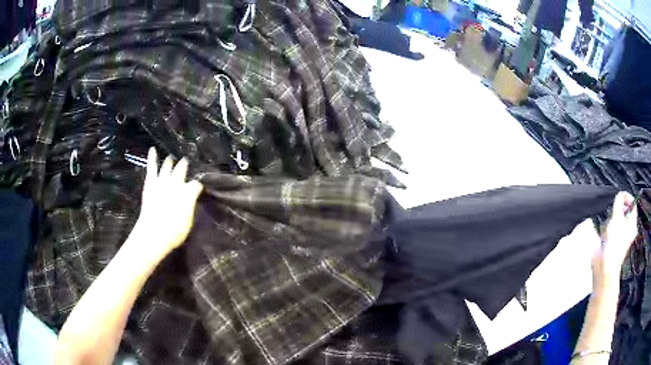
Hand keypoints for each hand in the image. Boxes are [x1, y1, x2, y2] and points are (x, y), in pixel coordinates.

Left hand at [132, 148, 203, 261]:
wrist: (154, 233)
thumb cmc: (174, 231)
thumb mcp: (189, 220)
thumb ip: (191, 204)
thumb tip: (194, 195)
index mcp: (188, 192)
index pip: (196, 184)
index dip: (198, 185)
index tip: (199, 186)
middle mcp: (176, 183)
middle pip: (182, 169)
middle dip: (184, 165)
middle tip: (186, 162)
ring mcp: (162, 181)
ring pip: (168, 166)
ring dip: (170, 161)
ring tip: (172, 158)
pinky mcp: (151, 182)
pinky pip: (152, 167)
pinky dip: (152, 158)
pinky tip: (152, 149)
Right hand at [592, 192, 637, 284]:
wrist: (604, 268)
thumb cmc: (614, 244)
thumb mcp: (617, 219)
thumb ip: (619, 204)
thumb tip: (619, 195)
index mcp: (632, 225)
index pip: (632, 204)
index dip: (627, 197)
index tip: (619, 196)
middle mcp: (627, 229)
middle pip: (622, 211)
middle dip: (615, 212)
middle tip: (613, 216)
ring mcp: (618, 236)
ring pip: (614, 219)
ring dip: (609, 222)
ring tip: (607, 232)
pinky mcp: (610, 241)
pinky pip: (608, 228)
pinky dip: (604, 230)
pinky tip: (603, 238)